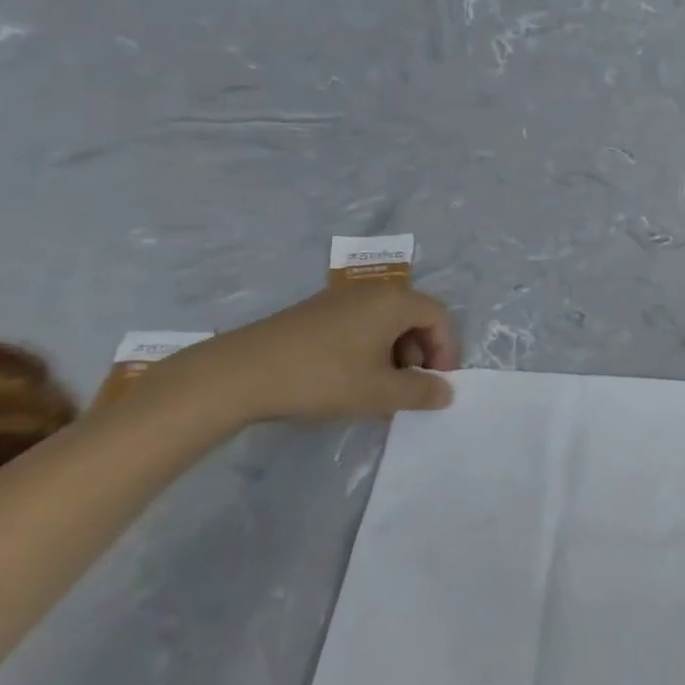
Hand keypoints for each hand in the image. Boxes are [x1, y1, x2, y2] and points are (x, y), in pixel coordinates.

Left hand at [163, 284, 460, 424]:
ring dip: (395, 354)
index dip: (447, 350)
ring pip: (385, 322)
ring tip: (380, 388)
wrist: (236, 375)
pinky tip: (351, 379)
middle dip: (421, 353)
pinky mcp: (314, 313)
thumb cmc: (322, 378)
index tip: (437, 383)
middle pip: (414, 316)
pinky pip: (360, 325)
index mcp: (393, 301)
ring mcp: (339, 299)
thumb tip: (446, 391)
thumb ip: (421, 392)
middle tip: (410, 387)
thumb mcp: (380, 393)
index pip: (439, 317)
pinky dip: (369, 349)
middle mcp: (370, 292)